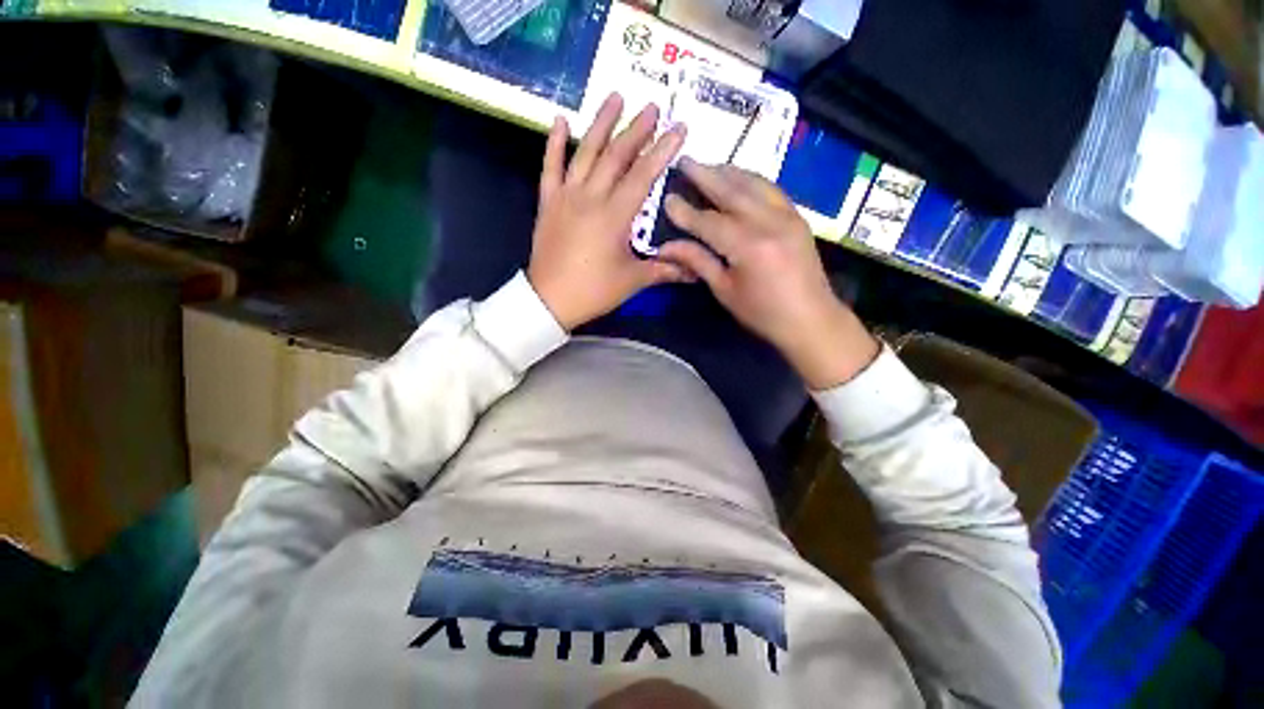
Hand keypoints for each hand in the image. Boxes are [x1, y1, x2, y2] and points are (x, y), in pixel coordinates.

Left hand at [527, 93, 690, 330]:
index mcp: (615, 216)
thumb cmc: (594, 291)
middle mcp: (591, 198)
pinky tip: (560, 120)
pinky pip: (550, 167)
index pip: (643, 175)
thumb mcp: (633, 281)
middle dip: (637, 130)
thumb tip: (695, 271)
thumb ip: (664, 270)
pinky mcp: (548, 202)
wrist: (550, 300)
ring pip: (585, 153)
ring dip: (601, 124)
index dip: (663, 151)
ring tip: (615, 97)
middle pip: (616, 156)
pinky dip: (554, 143)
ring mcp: (566, 197)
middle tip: (652, 107)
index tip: (678, 128)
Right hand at [658, 158, 878, 388]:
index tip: (667, 198)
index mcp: (748, 246)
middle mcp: (769, 222)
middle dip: (705, 175)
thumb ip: (697, 262)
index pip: (708, 221)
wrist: (811, 319)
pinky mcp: (798, 217)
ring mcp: (788, 215)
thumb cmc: (763, 312)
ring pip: (754, 183)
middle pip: (731, 190)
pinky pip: (771, 189)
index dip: (685, 211)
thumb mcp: (725, 291)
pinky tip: (739, 179)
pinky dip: (751, 180)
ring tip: (709, 166)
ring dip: (729, 172)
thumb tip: (666, 247)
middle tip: (685, 160)